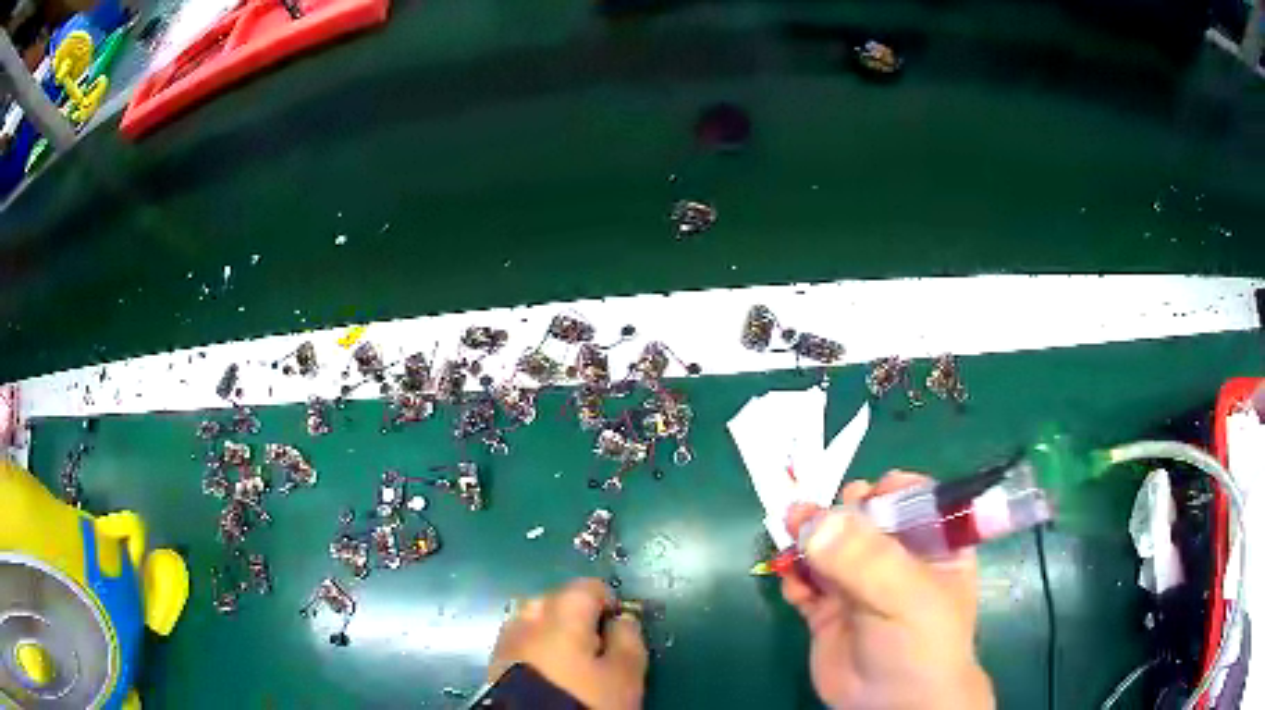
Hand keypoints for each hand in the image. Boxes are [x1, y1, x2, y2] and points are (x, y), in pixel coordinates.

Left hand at [489, 578, 647, 709]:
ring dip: (552, 634)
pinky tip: (548, 674)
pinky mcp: (493, 663)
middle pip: (555, 601)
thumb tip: (624, 619)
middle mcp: (527, 618)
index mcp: (562, 612)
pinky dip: (535, 651)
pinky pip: (520, 645)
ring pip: (533, 623)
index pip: (587, 587)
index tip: (620, 629)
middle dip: (576, 617)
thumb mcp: (625, 674)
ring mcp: (506, 640)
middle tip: (597, 647)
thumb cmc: (585, 700)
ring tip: (571, 663)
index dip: (608, 603)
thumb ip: (628, 640)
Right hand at [784, 472, 994, 709]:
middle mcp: (896, 559)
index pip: (912, 500)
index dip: (887, 491)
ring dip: (808, 538)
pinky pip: (806, 582)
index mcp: (932, 545)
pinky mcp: (828, 611)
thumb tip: (813, 521)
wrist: (891, 707)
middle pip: (864, 519)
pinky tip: (793, 582)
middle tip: (816, 514)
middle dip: (839, 513)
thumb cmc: (919, 643)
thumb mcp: (905, 595)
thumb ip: (864, 558)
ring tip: (791, 531)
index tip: (863, 496)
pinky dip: (795, 576)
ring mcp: (860, 585)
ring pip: (830, 548)